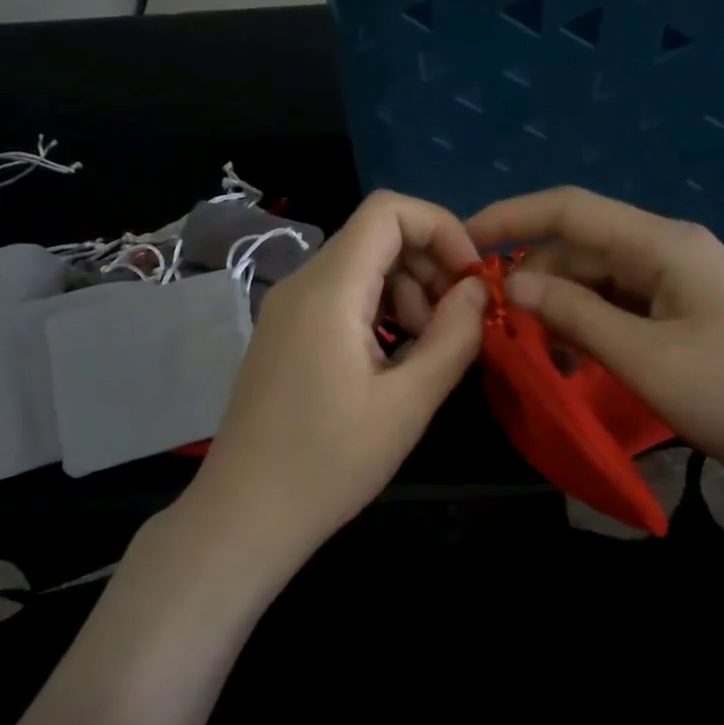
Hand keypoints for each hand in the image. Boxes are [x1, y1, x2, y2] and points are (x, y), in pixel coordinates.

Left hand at [181, 190, 486, 573]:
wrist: (245, 515)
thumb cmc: (329, 462)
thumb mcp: (408, 403)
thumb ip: (453, 337)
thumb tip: (478, 289)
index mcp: (329, 289)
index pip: (388, 209)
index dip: (441, 228)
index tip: (471, 279)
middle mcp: (302, 284)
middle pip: (377, 237)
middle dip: (429, 267)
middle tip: (454, 327)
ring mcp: (288, 309)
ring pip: (362, 269)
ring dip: (407, 295)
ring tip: (426, 352)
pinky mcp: (285, 335)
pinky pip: (342, 299)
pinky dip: (379, 314)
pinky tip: (394, 363)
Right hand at [466, 187, 723, 502]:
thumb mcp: (645, 357)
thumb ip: (573, 315)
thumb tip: (510, 285)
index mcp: (662, 243)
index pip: (569, 209)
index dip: (510, 217)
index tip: (461, 243)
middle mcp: (667, 251)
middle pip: (578, 248)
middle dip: (531, 279)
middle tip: (490, 325)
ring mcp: (677, 285)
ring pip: (595, 281)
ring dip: (557, 309)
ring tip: (526, 351)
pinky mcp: (682, 317)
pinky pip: (618, 308)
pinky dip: (585, 327)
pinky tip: (566, 359)